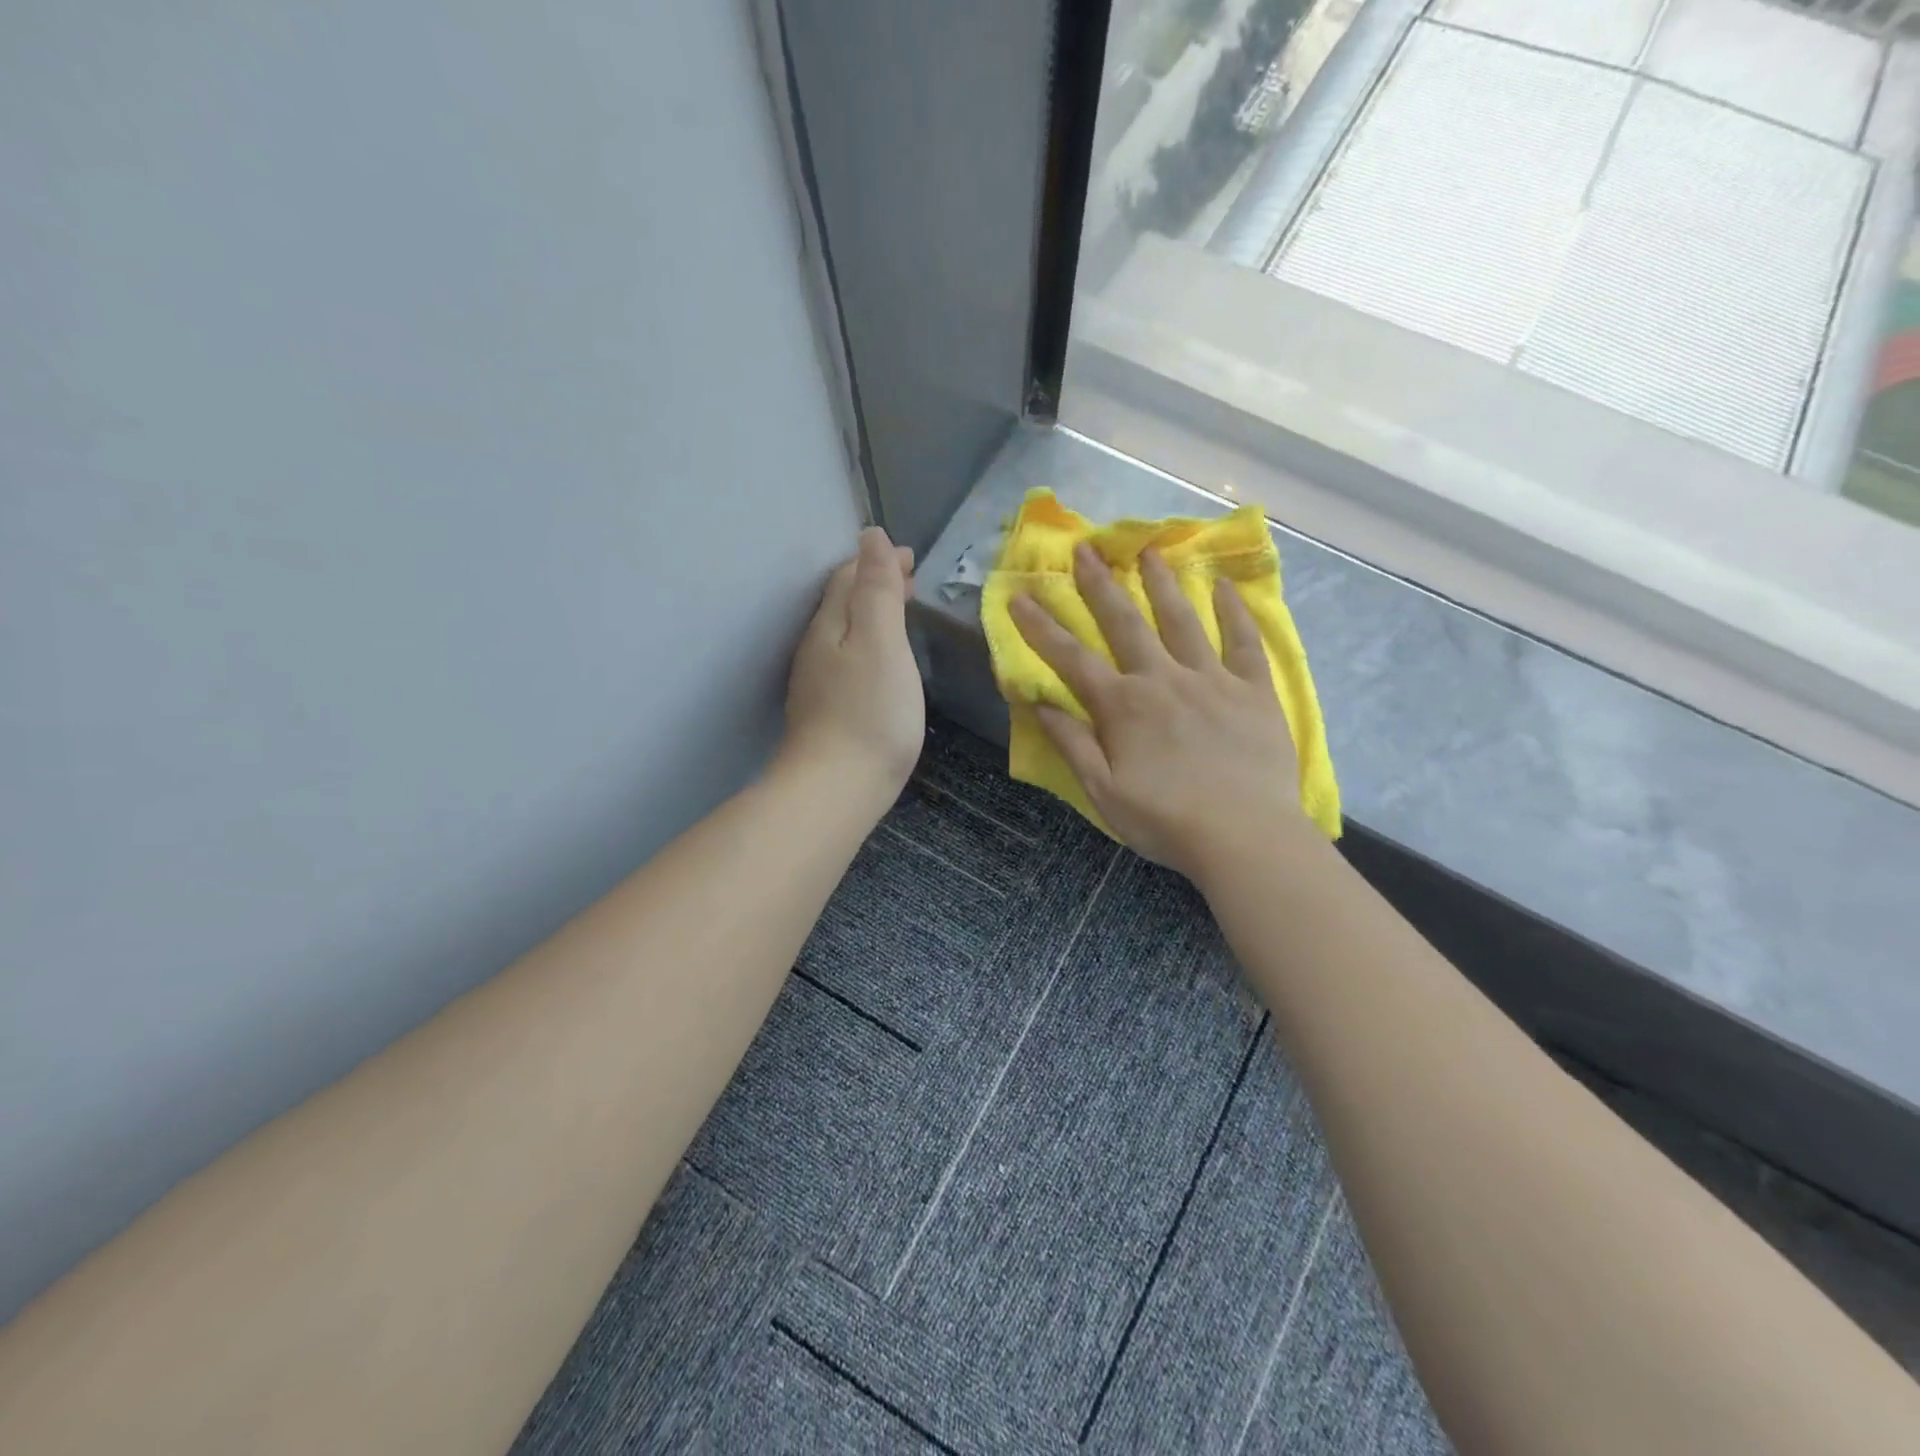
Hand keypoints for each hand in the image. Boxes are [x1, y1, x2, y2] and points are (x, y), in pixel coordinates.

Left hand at [782, 527, 924, 796]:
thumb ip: (877, 589)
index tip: (911, 558)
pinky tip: (881, 664)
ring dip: (871, 615)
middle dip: (874, 585)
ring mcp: (817, 683)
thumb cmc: (869, 711)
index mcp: (829, 625)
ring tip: (900, 614)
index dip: (878, 561)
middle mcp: (816, 648)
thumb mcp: (881, 641)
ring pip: (843, 633)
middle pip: (842, 603)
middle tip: (910, 582)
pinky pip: (846, 661)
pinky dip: (867, 646)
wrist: (837, 788)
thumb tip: (870, 536)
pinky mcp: (826, 713)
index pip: (848, 577)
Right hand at [1009, 543, 1305, 879]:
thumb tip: (1038, 703)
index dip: (1041, 627)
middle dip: (1100, 585)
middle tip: (1086, 549)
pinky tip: (1224, 586)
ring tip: (1150, 550)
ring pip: (1182, 620)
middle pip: (1125, 623)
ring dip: (1162, 583)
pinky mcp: (1253, 690)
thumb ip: (1072, 744)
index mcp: (1123, 706)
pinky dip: (1234, 612)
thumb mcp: (1104, 792)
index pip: (1071, 658)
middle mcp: (1163, 679)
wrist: (1245, 837)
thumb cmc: (1166, 821)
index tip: (1020, 596)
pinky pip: (1244, 642)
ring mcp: (1211, 680)